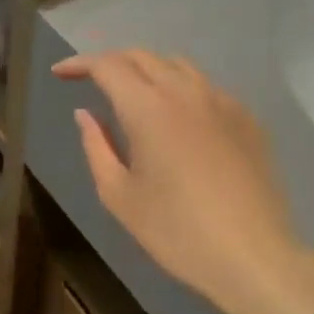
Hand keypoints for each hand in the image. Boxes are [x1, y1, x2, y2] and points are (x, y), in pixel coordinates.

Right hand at [54, 51, 313, 313]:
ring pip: (178, 66)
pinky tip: (177, 118)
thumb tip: (86, 114)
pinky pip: (206, 88)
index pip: (108, 66)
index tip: (61, 73)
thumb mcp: (119, 195)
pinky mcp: (248, 119)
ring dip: (148, 70)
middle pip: (143, 57)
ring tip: (132, 94)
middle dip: (112, 62)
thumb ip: (97, 147)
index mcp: (148, 108)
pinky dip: (181, 89)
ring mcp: (222, 102)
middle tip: (91, 81)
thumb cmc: (176, 231)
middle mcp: (186, 92)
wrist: (252, 256)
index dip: (80, 64)